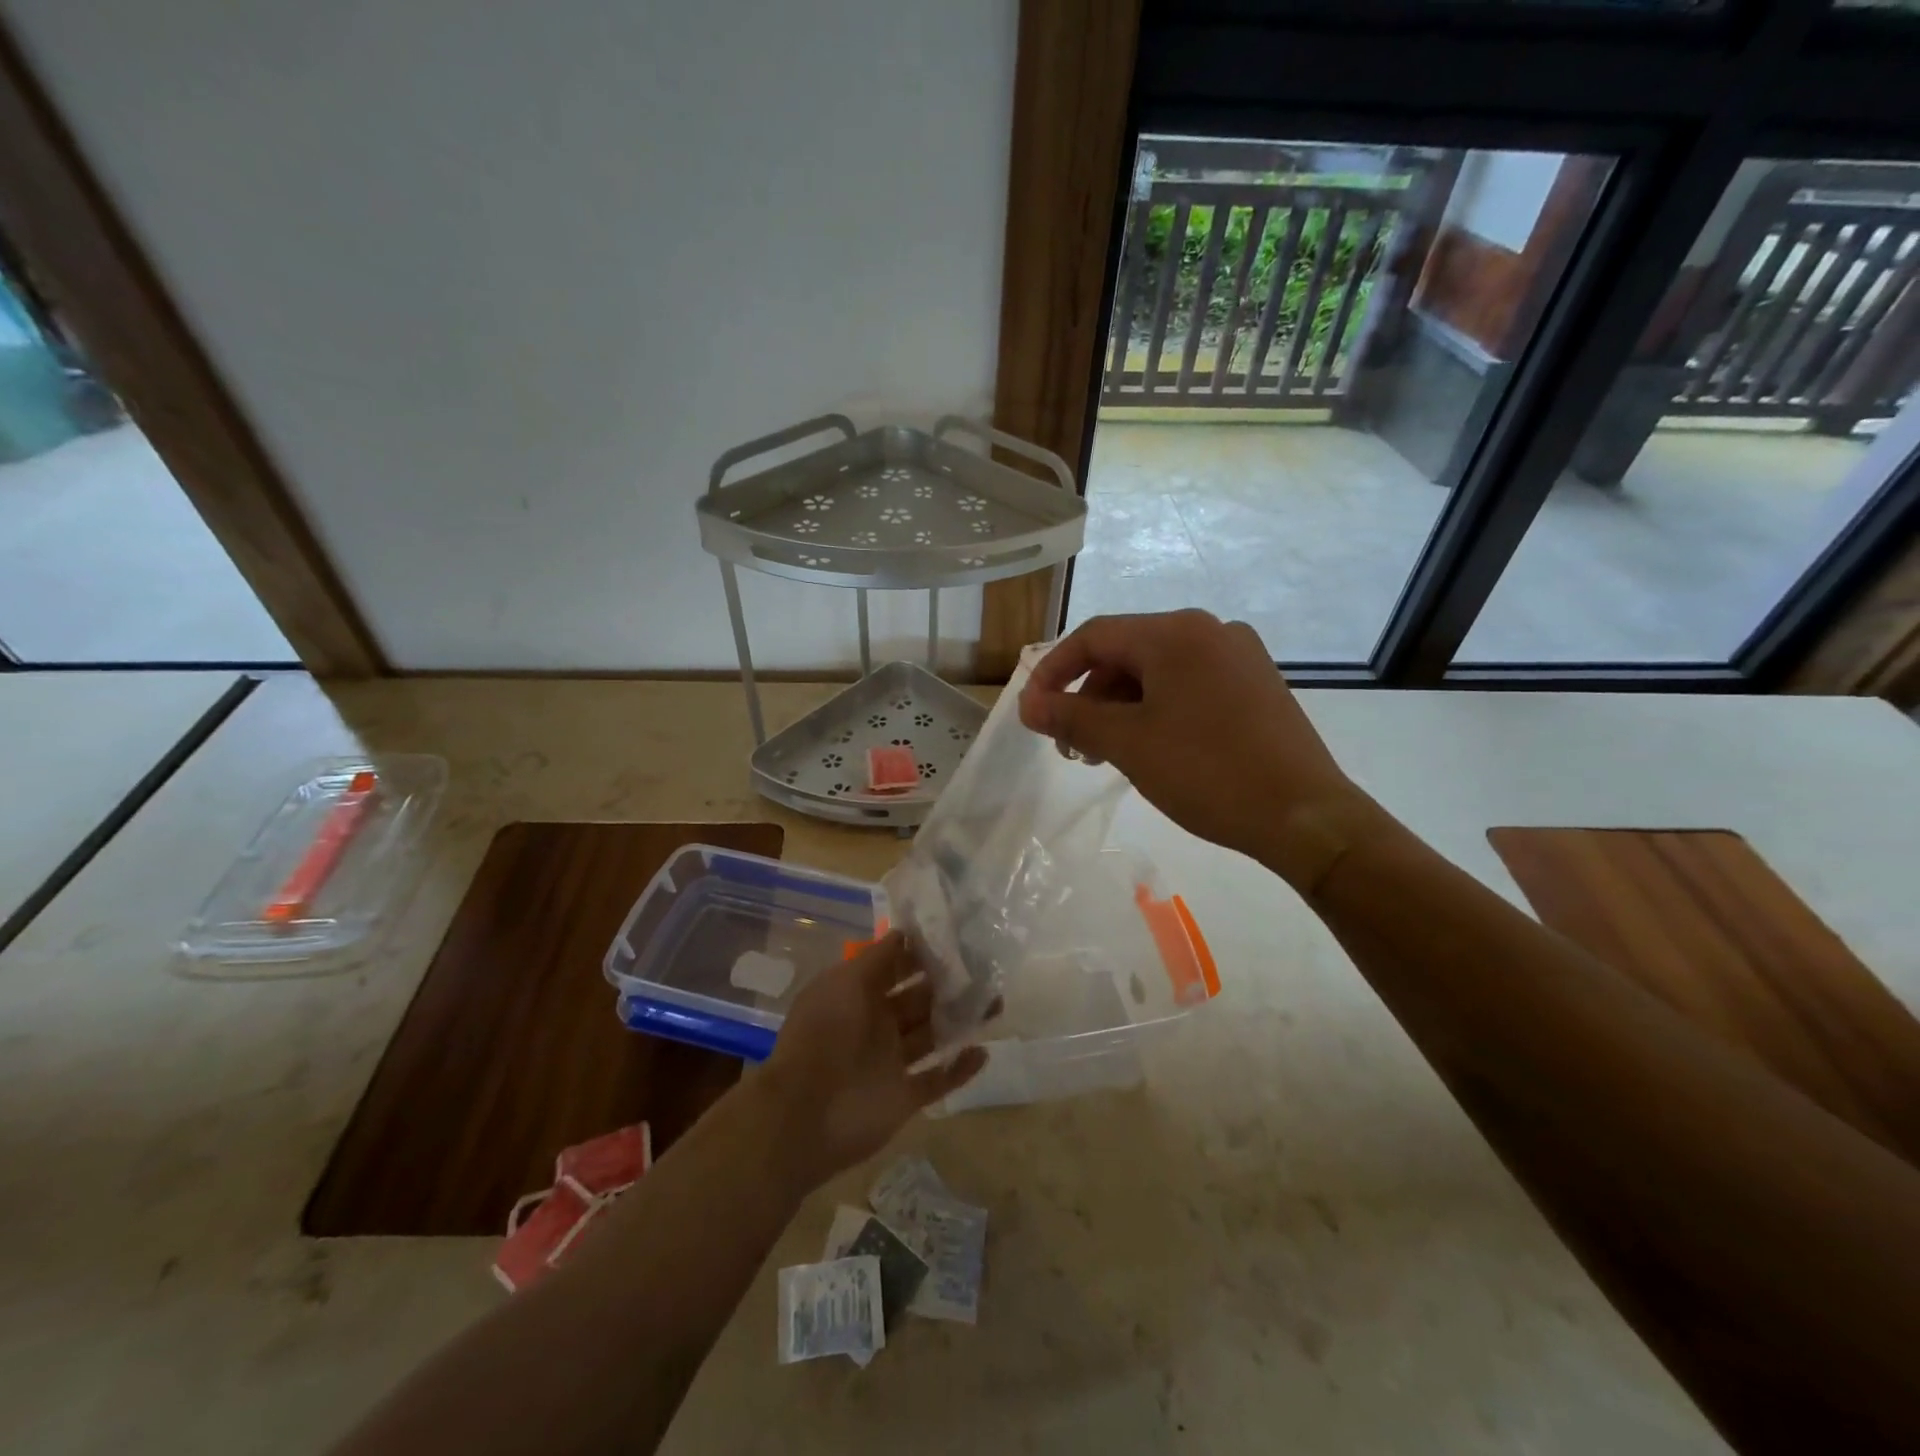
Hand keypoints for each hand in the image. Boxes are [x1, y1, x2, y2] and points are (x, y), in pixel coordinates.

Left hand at [759, 933, 986, 1190]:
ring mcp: (891, 1062)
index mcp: (859, 995)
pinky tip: (984, 1052)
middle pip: (919, 1000)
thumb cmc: (825, 1035)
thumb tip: (903, 932)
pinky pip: (937, 1080)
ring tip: (996, 1004)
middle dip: (949, 985)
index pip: (895, 967)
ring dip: (961, 1021)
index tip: (956, 939)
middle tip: (986, 970)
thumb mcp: (845, 982)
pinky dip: (959, 1069)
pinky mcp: (904, 1097)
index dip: (922, 954)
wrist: (805, 1114)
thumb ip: (876, 958)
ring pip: (933, 1035)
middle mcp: (877, 1024)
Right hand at [1017, 609, 1357, 860]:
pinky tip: (1153, 747)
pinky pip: (1190, 684)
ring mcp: (1239, 656)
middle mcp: (1209, 630)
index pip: (1094, 636)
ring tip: (1108, 754)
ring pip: (1158, 671)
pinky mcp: (1257, 684)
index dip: (1053, 670)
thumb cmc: (1207, 772)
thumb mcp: (1127, 744)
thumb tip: (1027, 705)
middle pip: (1127, 652)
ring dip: (1122, 707)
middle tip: (1072, 746)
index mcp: (1175, 632)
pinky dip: (1158, 709)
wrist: (1304, 816)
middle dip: (1089, 696)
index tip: (1033, 710)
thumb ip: (1070, 718)